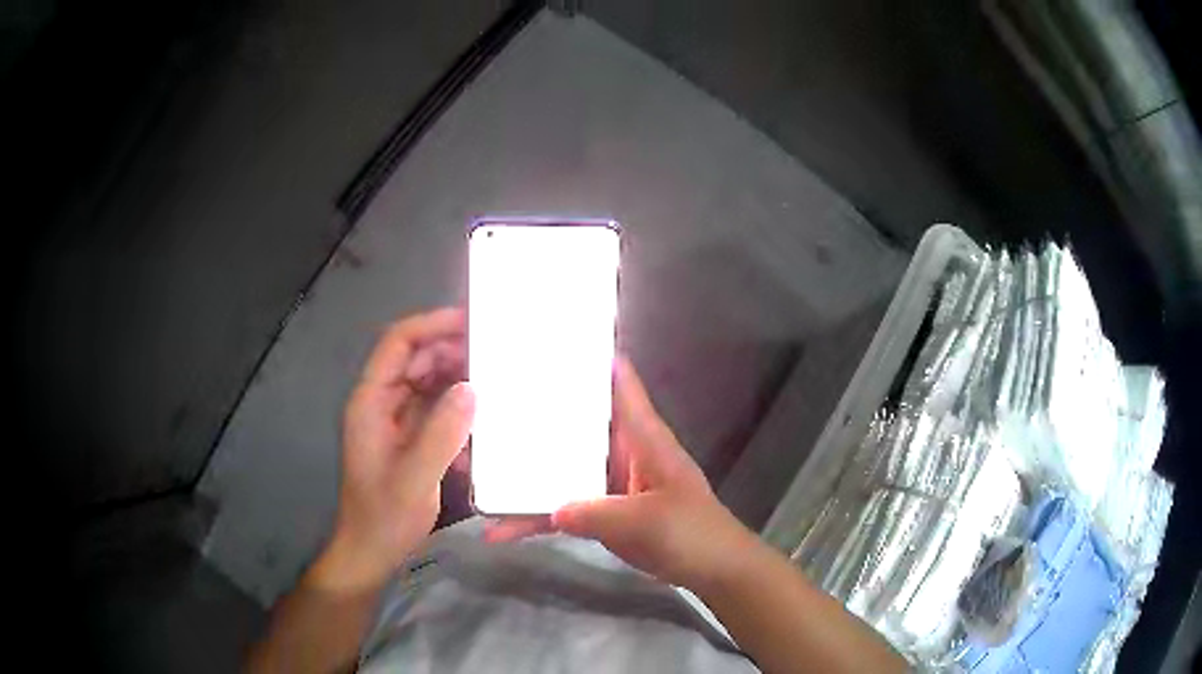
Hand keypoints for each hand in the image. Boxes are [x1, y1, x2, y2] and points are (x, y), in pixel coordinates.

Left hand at [313, 308, 473, 590]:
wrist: (370, 552)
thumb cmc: (385, 517)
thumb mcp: (416, 479)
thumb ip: (442, 434)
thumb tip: (472, 388)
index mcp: (371, 402)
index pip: (397, 344)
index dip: (431, 325)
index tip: (472, 322)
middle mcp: (380, 403)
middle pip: (414, 358)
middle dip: (451, 350)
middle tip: (495, 353)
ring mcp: (394, 421)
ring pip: (426, 382)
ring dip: (457, 379)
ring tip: (495, 379)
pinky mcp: (407, 438)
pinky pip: (433, 409)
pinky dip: (456, 408)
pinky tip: (480, 420)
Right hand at [491, 356, 757, 591]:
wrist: (711, 571)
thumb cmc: (692, 532)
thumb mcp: (647, 521)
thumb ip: (598, 514)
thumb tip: (551, 509)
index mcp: (643, 438)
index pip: (619, 384)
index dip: (592, 358)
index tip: (552, 339)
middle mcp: (622, 452)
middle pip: (578, 422)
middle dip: (540, 411)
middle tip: (492, 395)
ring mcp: (609, 483)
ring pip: (562, 467)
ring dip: (529, 471)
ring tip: (481, 466)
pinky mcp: (601, 512)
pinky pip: (562, 508)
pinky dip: (536, 518)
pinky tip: (501, 530)